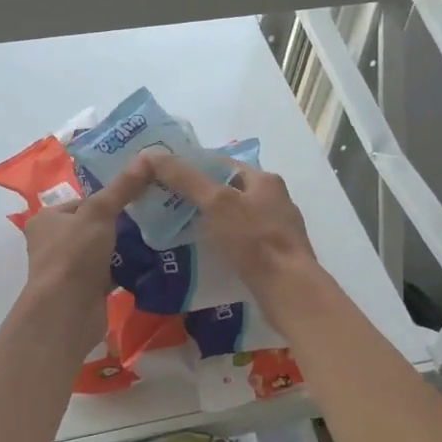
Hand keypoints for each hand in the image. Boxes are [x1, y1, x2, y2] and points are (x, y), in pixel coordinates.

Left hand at [19, 159, 153, 344]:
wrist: (67, 312)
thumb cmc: (74, 255)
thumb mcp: (99, 212)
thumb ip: (123, 187)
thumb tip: (149, 155)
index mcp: (46, 220)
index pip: (82, 201)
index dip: (108, 198)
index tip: (139, 195)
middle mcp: (53, 243)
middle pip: (94, 226)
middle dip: (121, 223)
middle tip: (153, 214)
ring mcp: (68, 269)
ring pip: (103, 251)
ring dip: (125, 247)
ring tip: (157, 235)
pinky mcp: (84, 291)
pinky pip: (110, 273)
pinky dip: (126, 269)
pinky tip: (150, 262)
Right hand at [144, 153, 323, 323]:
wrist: (288, 288)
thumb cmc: (252, 239)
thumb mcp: (215, 203)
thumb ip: (185, 178)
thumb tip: (153, 154)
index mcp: (264, 179)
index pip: (222, 164)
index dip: (193, 168)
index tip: (166, 179)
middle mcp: (276, 198)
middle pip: (230, 190)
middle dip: (201, 197)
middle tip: (169, 206)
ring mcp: (279, 227)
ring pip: (236, 217)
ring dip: (213, 221)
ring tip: (184, 231)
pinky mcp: (277, 254)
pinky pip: (244, 240)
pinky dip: (225, 242)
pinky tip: (210, 253)